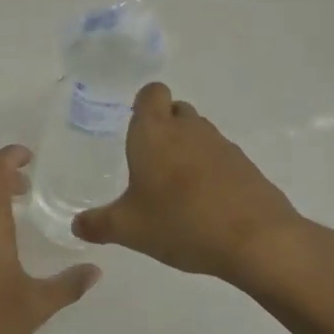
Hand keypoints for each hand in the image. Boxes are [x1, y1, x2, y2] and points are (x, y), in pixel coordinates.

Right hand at [72, 84, 333, 304]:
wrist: (257, 240)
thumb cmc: (181, 222)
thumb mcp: (129, 229)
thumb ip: (98, 224)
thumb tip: (76, 225)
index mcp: (154, 132)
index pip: (151, 92)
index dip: (143, 103)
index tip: (135, 126)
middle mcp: (188, 129)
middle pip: (176, 110)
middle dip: (165, 127)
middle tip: (151, 160)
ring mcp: (222, 145)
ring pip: (200, 133)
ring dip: (189, 149)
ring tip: (177, 186)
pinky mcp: (246, 166)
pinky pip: (221, 157)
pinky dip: (212, 171)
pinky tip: (206, 204)